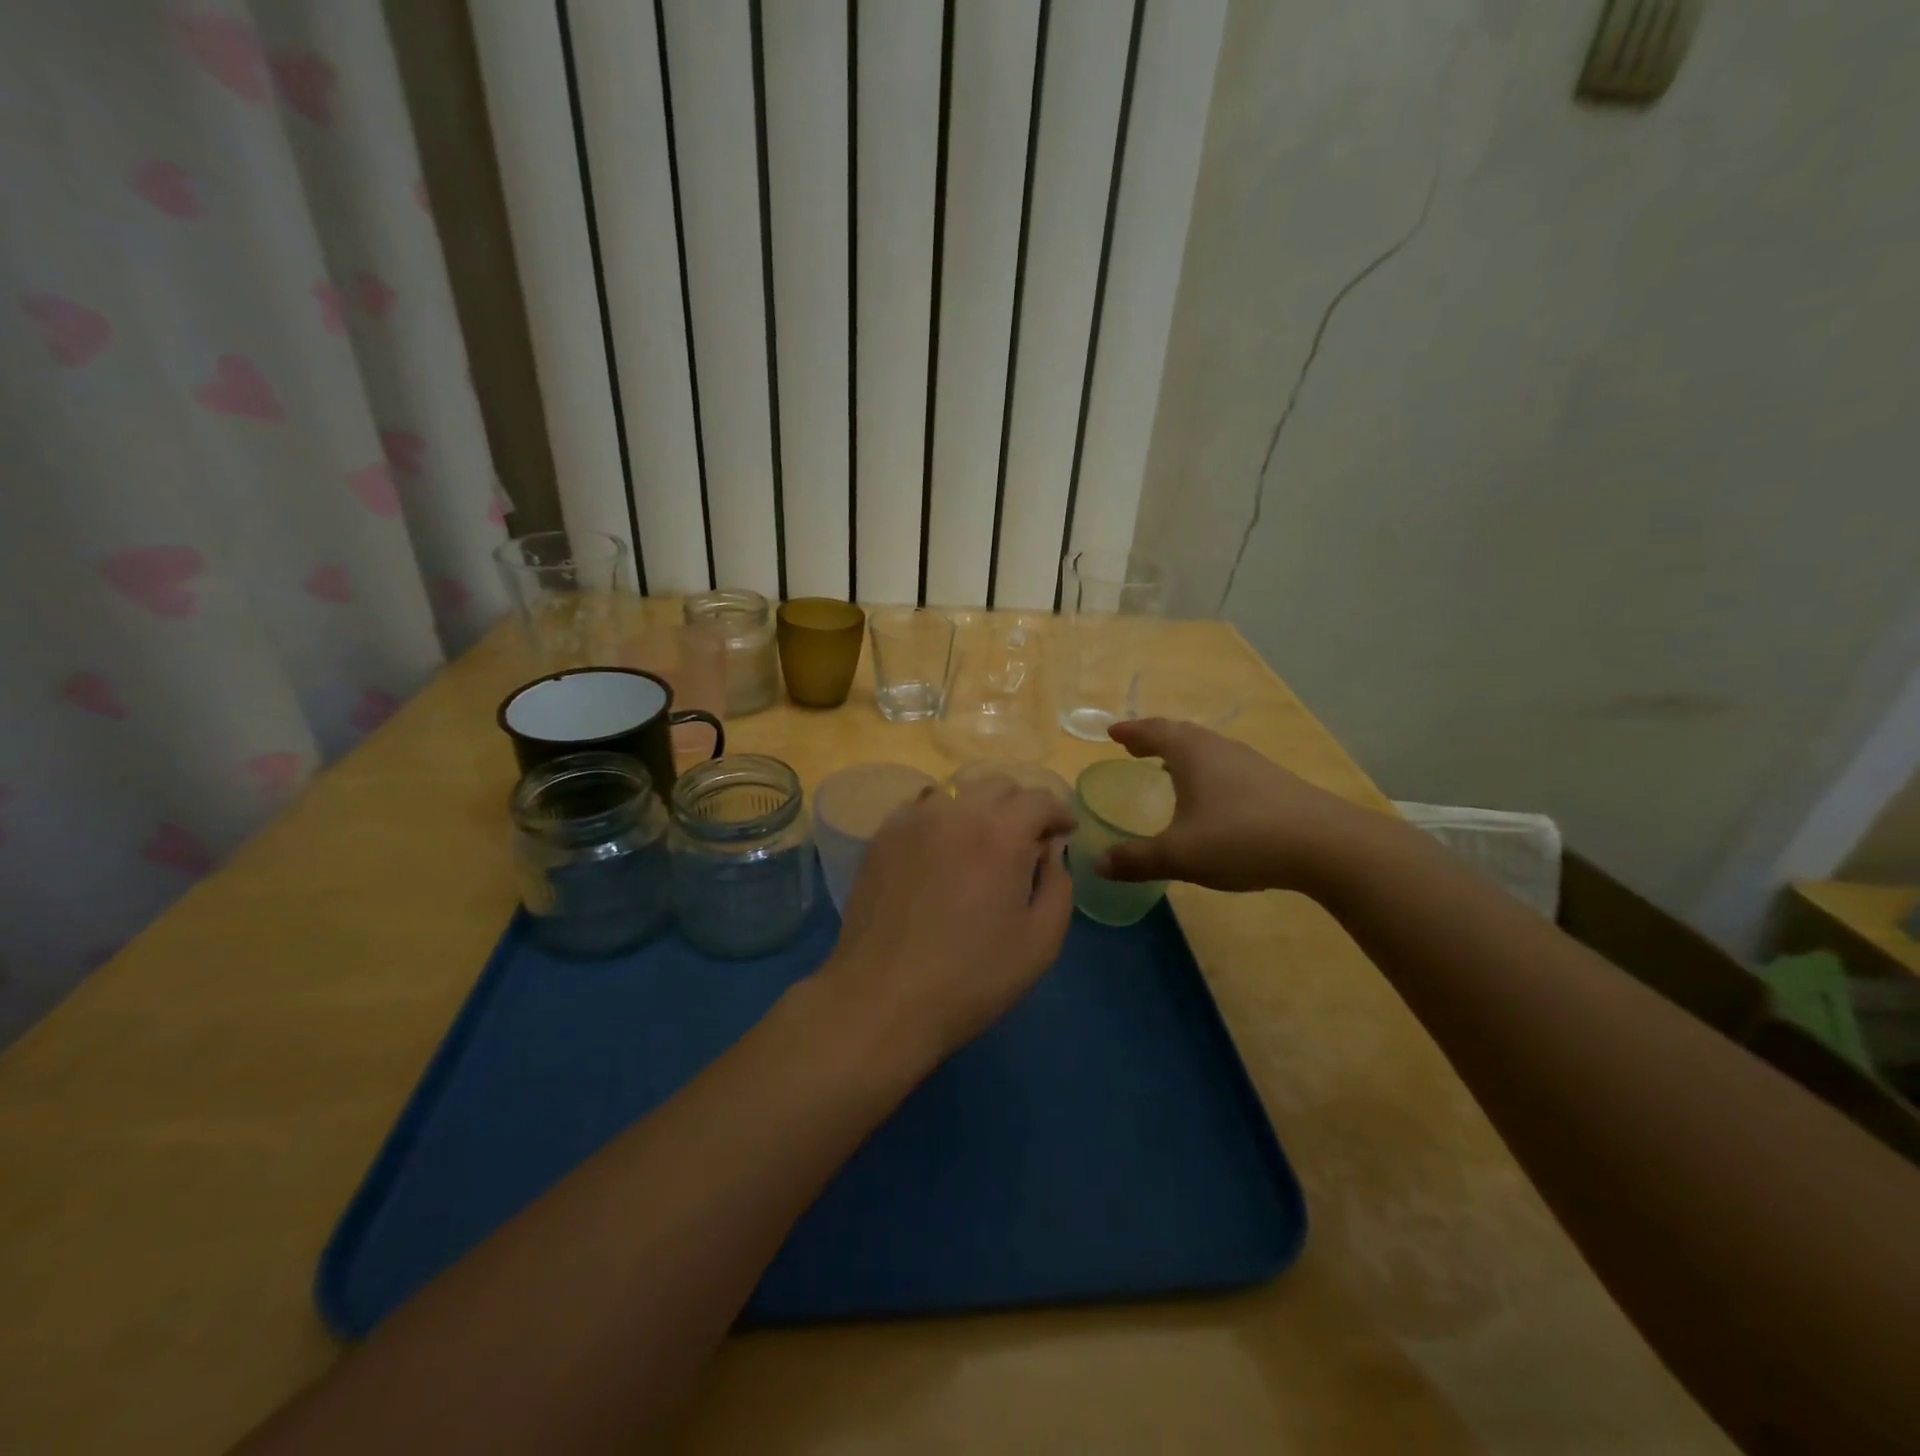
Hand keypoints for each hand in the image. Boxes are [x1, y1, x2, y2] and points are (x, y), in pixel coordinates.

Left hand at [821, 776, 1075, 1060]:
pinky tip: (942, 848)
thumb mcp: (1040, 942)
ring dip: (980, 806)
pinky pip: (921, 807)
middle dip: (1021, 806)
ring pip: (957, 790)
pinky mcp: (882, 836)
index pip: (1039, 799)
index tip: (1065, 833)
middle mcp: (955, 811)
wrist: (882, 998)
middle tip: (1027, 840)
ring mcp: (912, 819)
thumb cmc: (971, 977)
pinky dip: (942, 816)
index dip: (1059, 813)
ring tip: (983, 841)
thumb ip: (1058, 885)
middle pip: (998, 785)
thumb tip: (1051, 851)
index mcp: (1000, 833)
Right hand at [1096, 718, 1371, 893]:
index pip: (1153, 731)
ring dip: (1182, 754)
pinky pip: (1227, 766)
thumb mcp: (1179, 855)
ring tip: (1167, 769)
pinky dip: (1206, 771)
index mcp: (1192, 753)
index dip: (1130, 731)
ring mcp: (1251, 763)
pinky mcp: (1274, 783)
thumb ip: (1136, 859)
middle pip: (1181, 734)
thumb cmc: (1241, 839)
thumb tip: (1098, 864)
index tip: (1111, 733)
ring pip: (1207, 749)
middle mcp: (1220, 748)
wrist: (1325, 845)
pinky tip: (1211, 797)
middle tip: (1135, 748)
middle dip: (1154, 739)